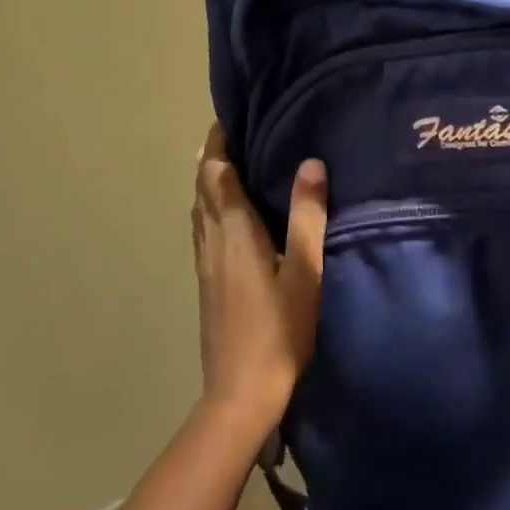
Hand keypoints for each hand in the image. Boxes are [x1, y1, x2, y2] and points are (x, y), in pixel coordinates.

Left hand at [190, 125, 328, 432]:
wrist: (239, 394)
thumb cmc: (278, 331)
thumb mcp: (304, 272)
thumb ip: (307, 216)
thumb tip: (311, 161)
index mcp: (234, 230)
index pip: (217, 172)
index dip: (219, 142)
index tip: (229, 116)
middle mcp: (212, 238)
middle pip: (202, 185)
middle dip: (212, 154)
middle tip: (232, 130)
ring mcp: (204, 261)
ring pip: (198, 207)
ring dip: (207, 179)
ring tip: (226, 161)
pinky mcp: (205, 280)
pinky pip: (201, 226)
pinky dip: (207, 205)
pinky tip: (222, 214)